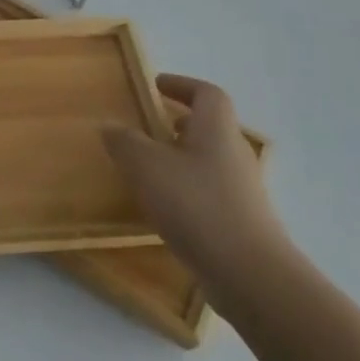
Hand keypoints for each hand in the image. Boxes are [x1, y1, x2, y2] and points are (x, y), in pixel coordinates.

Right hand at [102, 74, 292, 308]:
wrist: (249, 275)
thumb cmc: (196, 206)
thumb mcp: (146, 166)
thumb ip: (124, 141)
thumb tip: (110, 126)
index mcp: (216, 130)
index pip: (207, 93)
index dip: (182, 85)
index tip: (155, 86)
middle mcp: (234, 154)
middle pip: (208, 127)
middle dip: (175, 123)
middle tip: (143, 127)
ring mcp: (241, 190)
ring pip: (206, 160)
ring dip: (178, 158)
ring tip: (144, 168)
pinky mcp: (240, 221)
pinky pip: (208, 191)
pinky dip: (184, 189)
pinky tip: (161, 207)